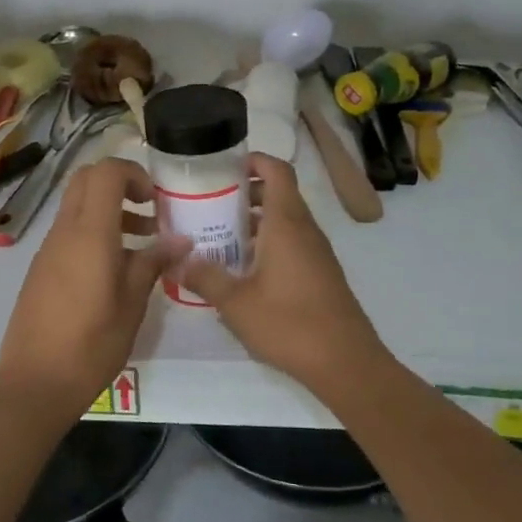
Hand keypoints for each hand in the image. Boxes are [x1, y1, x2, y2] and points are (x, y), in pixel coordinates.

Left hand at [0, 158, 186, 422]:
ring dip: (110, 211)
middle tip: (150, 210)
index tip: (156, 199)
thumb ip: (153, 264)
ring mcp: (48, 250)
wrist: (34, 385)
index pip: (105, 172)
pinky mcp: (42, 269)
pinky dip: (95, 233)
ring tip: (145, 243)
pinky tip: (118, 270)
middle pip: (86, 180)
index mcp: (89, 234)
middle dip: (120, 184)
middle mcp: (64, 232)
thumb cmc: (91, 345)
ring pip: (78, 207)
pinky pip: (70, 233)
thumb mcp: (132, 305)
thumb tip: (181, 240)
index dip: (134, 174)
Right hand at [179, 153, 388, 388]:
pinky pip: (292, 243)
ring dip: (255, 221)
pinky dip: (268, 243)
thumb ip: (205, 277)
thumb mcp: (236, 302)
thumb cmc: (289, 323)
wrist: (345, 361)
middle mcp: (305, 230)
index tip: (225, 167)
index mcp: (286, 223)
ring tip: (219, 235)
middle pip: (279, 194)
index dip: (254, 160)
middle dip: (245, 194)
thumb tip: (177, 260)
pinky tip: (244, 269)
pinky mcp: (321, 274)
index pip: (277, 171)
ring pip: (285, 221)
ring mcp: (317, 252)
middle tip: (210, 204)